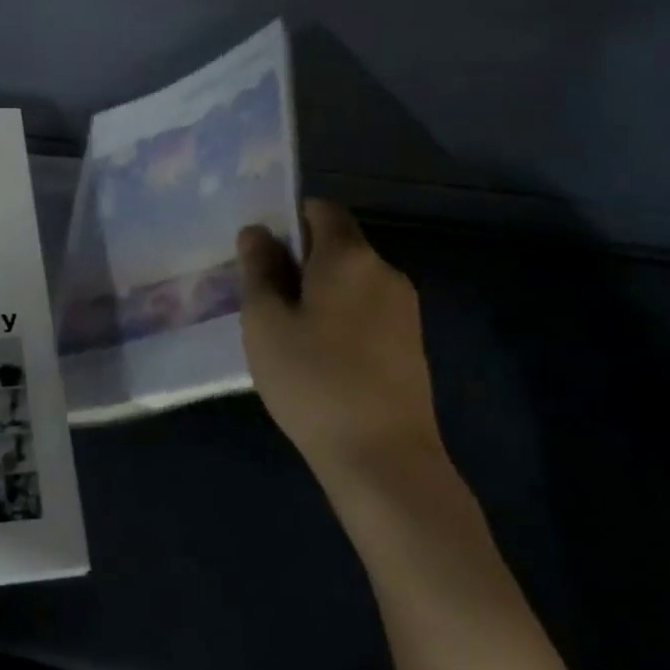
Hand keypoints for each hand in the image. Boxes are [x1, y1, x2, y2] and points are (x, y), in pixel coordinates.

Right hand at [238, 201, 445, 495]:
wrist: (385, 460)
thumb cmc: (314, 380)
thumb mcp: (266, 322)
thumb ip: (259, 269)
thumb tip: (257, 231)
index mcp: (349, 255)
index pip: (322, 209)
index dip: (290, 220)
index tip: (263, 253)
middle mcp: (384, 270)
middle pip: (338, 245)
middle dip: (302, 261)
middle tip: (266, 299)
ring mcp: (405, 309)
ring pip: (353, 281)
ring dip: (321, 293)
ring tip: (290, 334)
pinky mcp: (413, 344)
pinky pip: (369, 311)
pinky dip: (343, 318)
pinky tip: (323, 359)